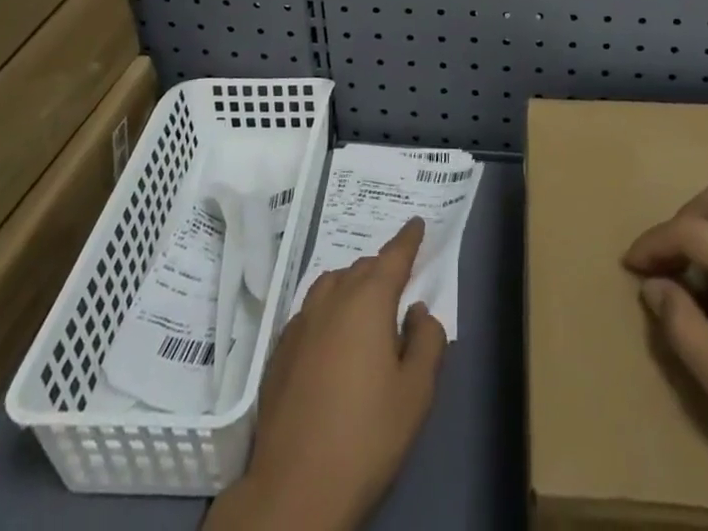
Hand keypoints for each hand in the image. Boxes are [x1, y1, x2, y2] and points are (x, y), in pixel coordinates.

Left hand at [206, 217, 446, 530]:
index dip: (408, 238)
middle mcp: (333, 298)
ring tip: (366, 305)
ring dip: (352, 284)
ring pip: (332, 283)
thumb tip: (418, 311)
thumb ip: (426, 341)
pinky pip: (311, 309)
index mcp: (368, 300)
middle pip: (362, 267)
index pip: (393, 256)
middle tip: (398, 282)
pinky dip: (329, 309)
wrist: (295, 486)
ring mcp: (301, 321)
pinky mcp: (280, 348)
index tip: (417, 222)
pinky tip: (333, 337)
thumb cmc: (366, 435)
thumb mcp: (416, 393)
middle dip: (382, 267)